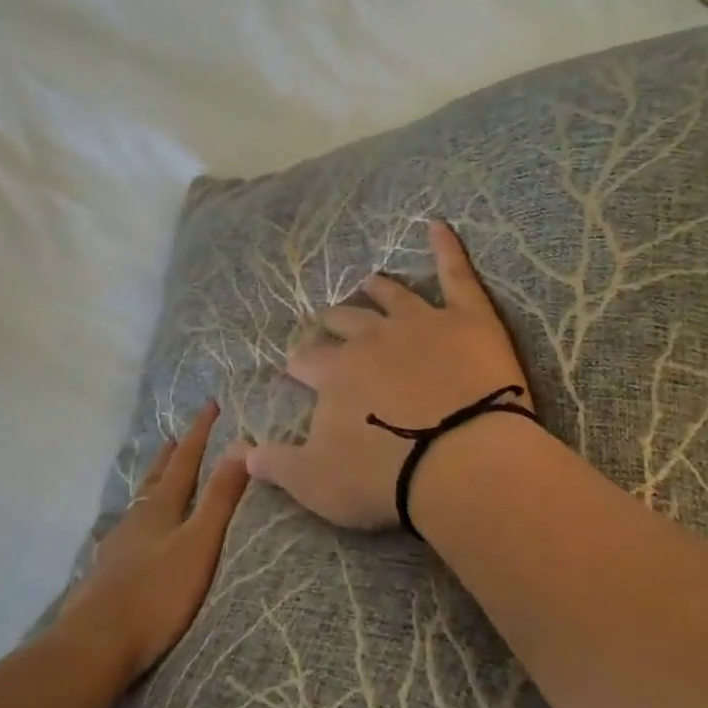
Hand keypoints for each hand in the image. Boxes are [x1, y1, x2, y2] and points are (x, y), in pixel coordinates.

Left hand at [62, 402, 249, 684]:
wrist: (94, 646)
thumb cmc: (155, 594)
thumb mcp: (199, 544)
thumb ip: (220, 499)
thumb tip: (240, 445)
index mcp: (160, 508)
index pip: (183, 461)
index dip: (198, 434)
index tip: (211, 405)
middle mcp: (135, 519)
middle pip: (155, 479)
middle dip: (168, 456)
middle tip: (174, 437)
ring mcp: (116, 547)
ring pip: (138, 506)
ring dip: (152, 488)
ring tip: (156, 482)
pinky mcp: (105, 575)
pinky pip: (127, 534)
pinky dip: (137, 522)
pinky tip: (132, 538)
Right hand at [247, 221, 528, 530]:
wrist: (462, 463)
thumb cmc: (385, 477)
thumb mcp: (316, 483)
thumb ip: (276, 464)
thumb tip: (241, 452)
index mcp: (336, 372)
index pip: (309, 361)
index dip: (302, 366)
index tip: (299, 370)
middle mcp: (372, 337)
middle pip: (346, 322)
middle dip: (334, 324)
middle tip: (330, 325)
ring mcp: (420, 322)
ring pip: (392, 296)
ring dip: (377, 289)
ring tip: (369, 282)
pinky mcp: (467, 318)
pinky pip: (455, 273)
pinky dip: (447, 246)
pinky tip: (438, 224)